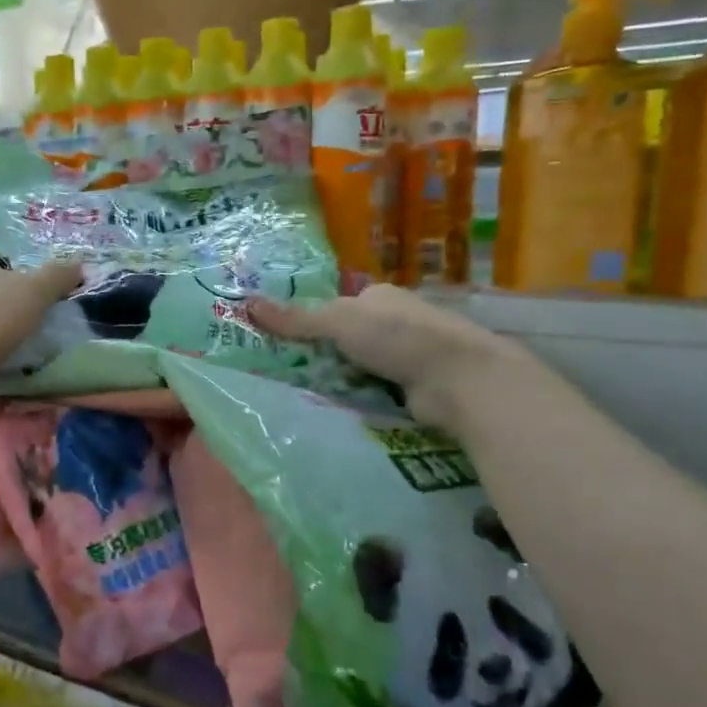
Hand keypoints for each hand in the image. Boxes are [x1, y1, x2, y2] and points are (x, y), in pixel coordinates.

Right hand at [247, 284, 531, 427]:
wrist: (459, 379)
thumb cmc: (397, 337)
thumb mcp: (337, 322)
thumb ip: (295, 319)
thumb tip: (246, 303)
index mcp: (380, 296)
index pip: (336, 306)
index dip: (311, 324)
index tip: (284, 344)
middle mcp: (396, 321)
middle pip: (347, 338)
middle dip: (323, 355)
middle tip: (287, 374)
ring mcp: (409, 355)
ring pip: (361, 367)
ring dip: (341, 380)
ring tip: (305, 396)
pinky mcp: (416, 387)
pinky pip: (377, 390)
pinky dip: (361, 398)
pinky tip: (339, 409)